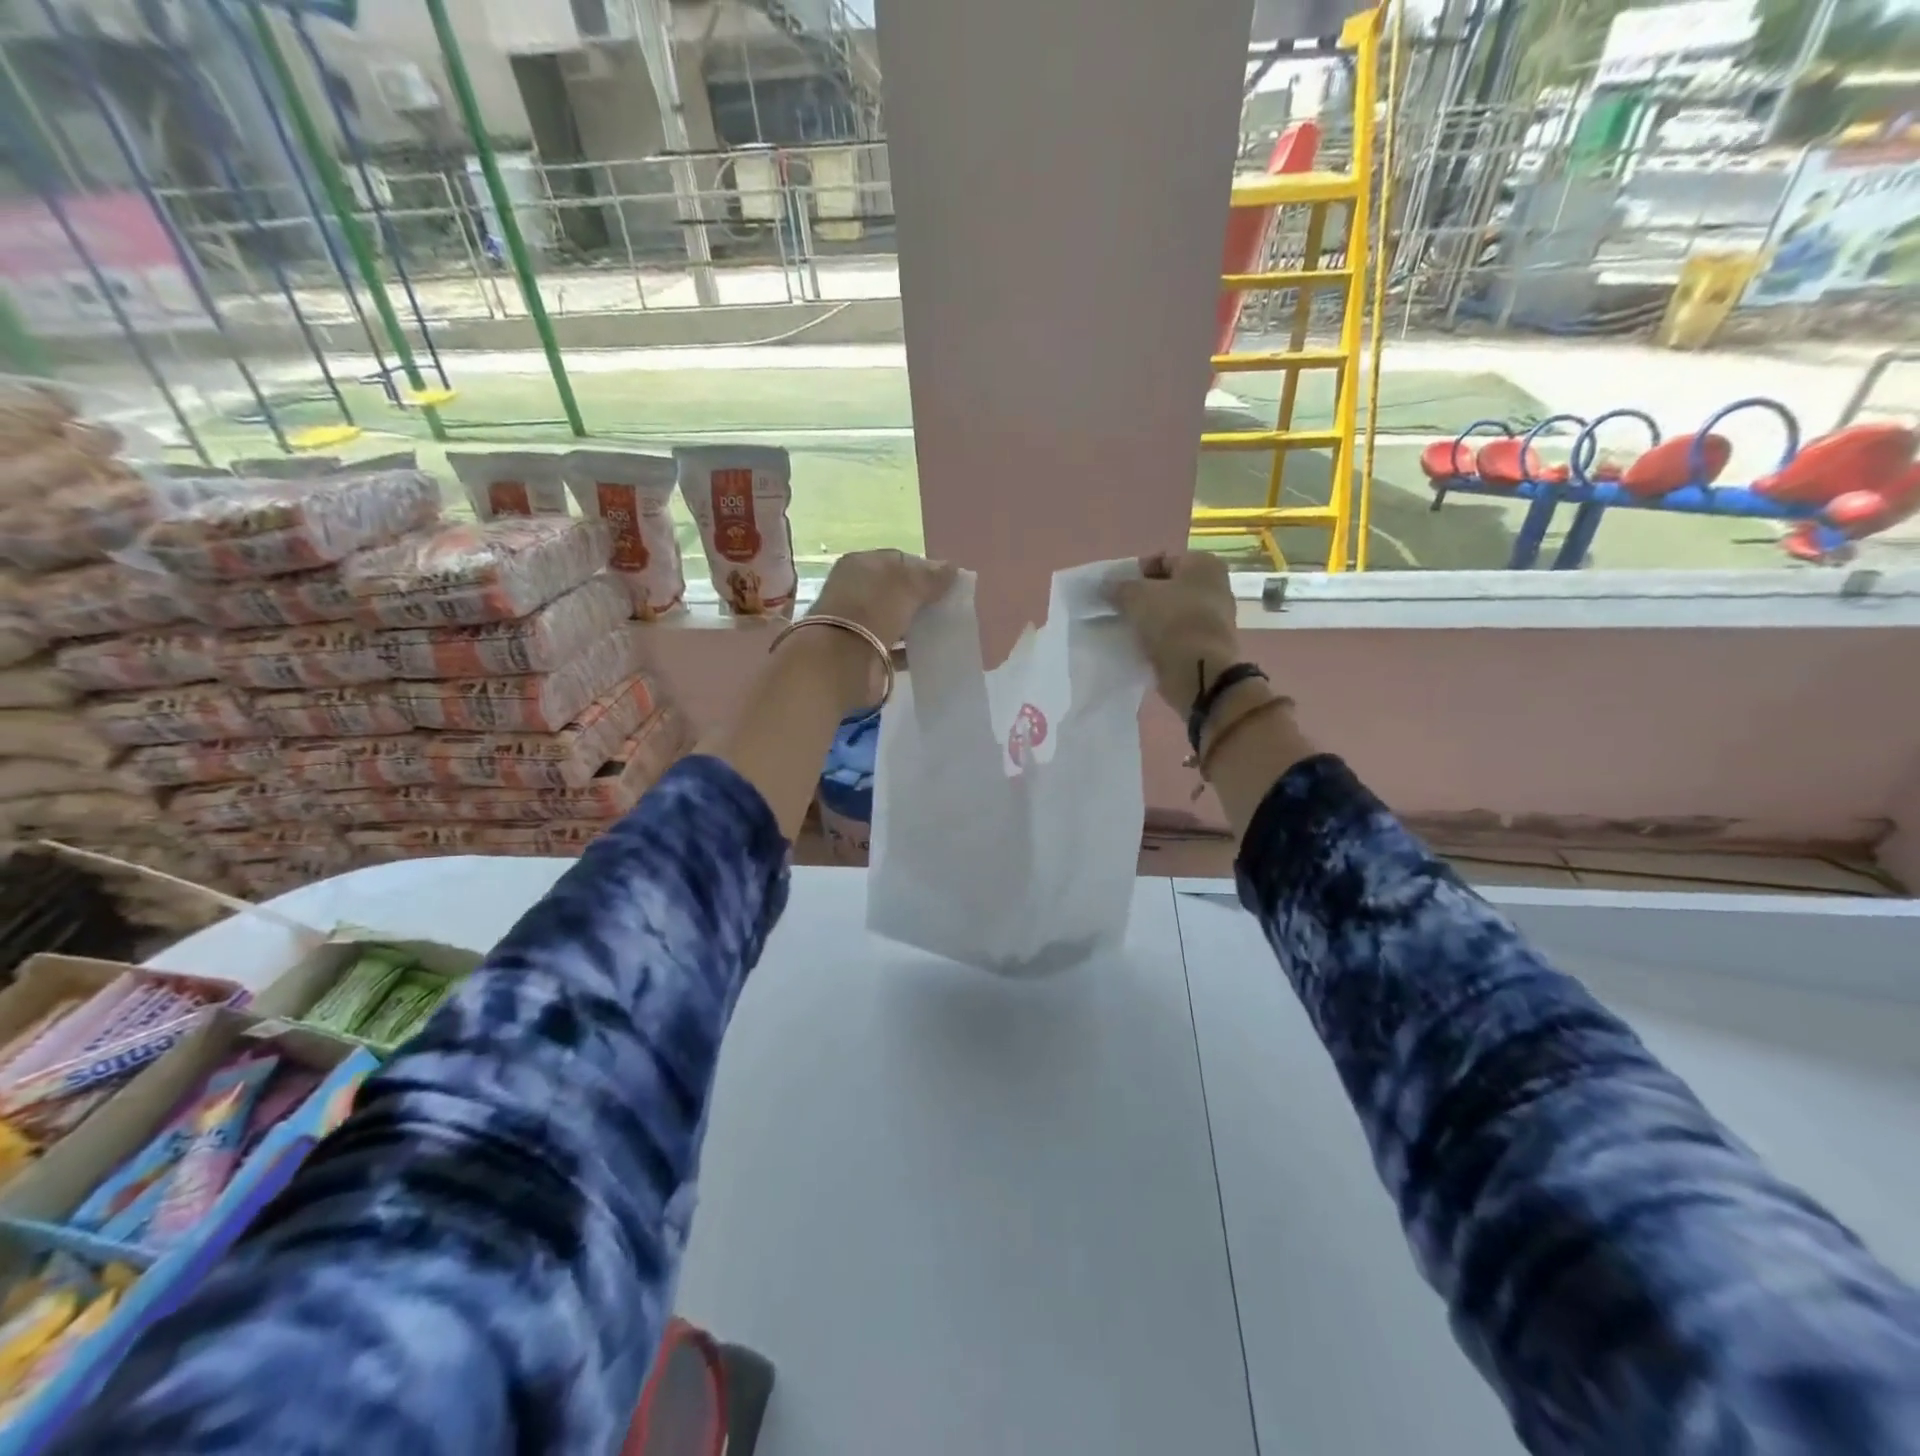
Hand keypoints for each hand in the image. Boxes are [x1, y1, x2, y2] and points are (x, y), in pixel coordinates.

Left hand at [811, 548, 957, 646]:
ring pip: (894, 618)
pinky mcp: (863, 651)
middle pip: (895, 591)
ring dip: (915, 624)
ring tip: (942, 630)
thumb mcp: (908, 585)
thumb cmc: (874, 609)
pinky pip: (893, 646)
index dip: (924, 570)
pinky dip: (909, 649)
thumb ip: (931, 577)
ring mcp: (857, 622)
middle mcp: (854, 590)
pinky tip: (928, 652)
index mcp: (860, 564)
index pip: (898, 561)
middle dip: (920, 599)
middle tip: (947, 608)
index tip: (947, 584)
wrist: (843, 659)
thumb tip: (951, 568)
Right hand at [1109, 551, 1243, 714]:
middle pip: (1168, 587)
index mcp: (1203, 564)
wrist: (1198, 670)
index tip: (1115, 590)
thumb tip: (1105, 585)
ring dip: (1151, 619)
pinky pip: (1178, 635)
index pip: (1161, 560)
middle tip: (1119, 610)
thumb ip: (1117, 587)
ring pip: (1172, 612)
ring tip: (1128, 630)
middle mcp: (1216, 585)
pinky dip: (1162, 638)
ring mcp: (1215, 617)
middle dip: (1143, 597)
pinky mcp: (1209, 644)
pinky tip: (1143, 646)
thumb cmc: (1171, 621)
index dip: (1134, 573)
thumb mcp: (1135, 596)